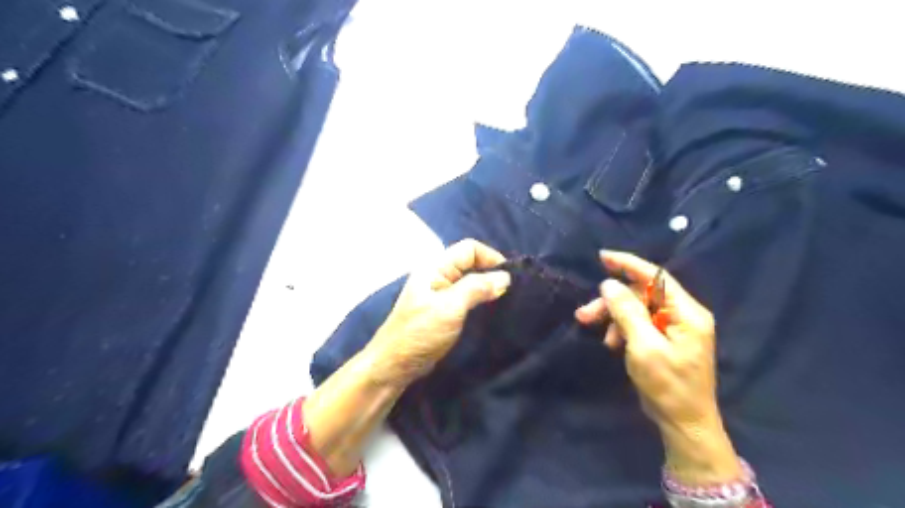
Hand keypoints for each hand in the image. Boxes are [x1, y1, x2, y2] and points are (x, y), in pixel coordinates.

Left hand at [365, 241, 507, 386]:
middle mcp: (437, 275)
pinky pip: (466, 297)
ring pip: (469, 281)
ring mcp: (439, 293)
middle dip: (491, 273)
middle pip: (470, 263)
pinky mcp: (443, 310)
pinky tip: (490, 311)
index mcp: (435, 267)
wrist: (395, 365)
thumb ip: (476, 288)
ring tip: (505, 301)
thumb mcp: (450, 308)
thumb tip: (504, 277)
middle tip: (511, 291)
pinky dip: (480, 300)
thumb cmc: (420, 333)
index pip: (469, 249)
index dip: (491, 257)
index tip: (509, 278)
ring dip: (487, 288)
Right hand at [576, 249, 737, 483]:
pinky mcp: (665, 339)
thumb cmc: (668, 386)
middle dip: (612, 302)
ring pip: (637, 309)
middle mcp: (683, 315)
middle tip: (584, 315)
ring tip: (597, 335)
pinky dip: (622, 330)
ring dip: (614, 318)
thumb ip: (627, 312)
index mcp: (687, 313)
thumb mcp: (643, 347)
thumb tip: (609, 284)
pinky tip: (612, 345)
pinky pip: (639, 324)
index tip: (602, 256)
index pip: (656, 277)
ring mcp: (674, 328)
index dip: (628, 264)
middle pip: (642, 295)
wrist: (684, 423)